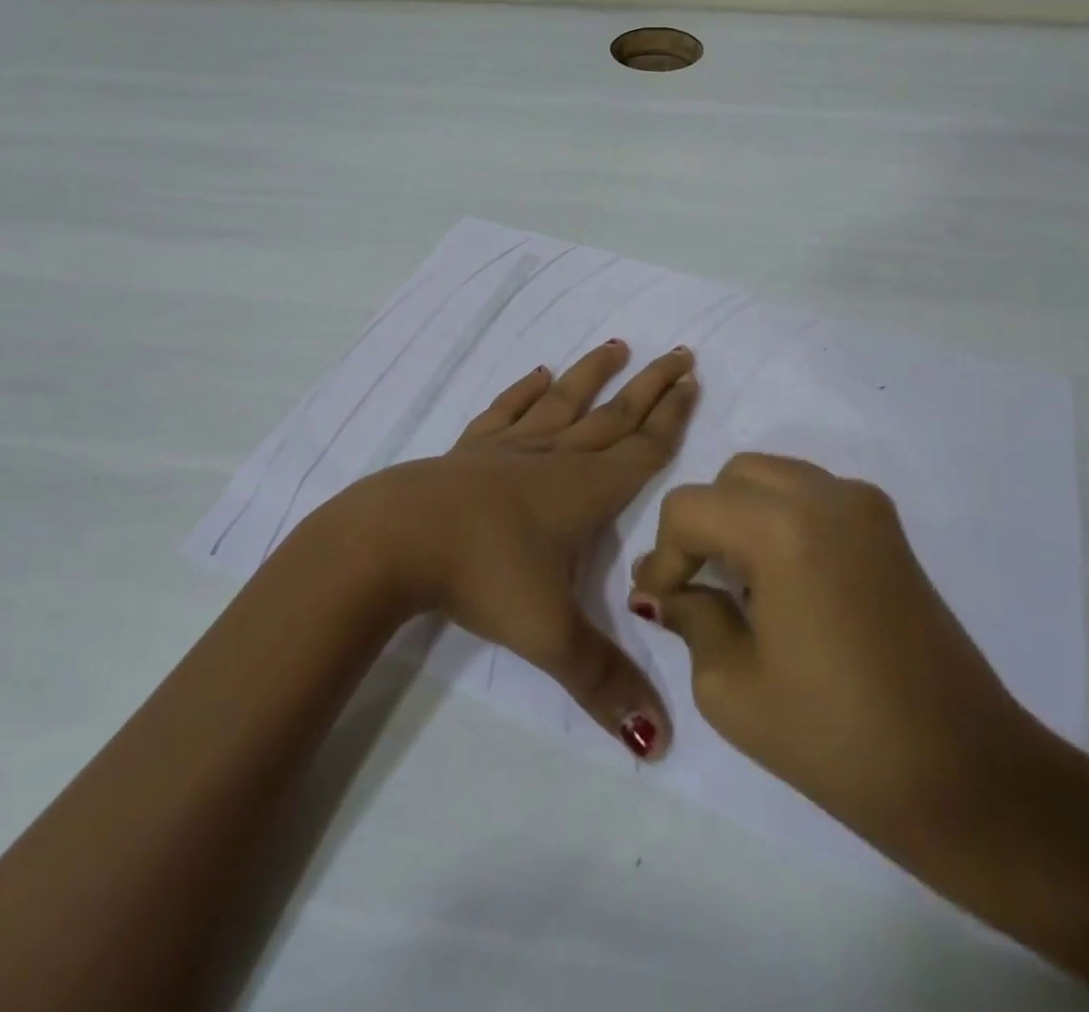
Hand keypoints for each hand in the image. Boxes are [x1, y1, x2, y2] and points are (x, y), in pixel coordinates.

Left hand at [357, 340, 698, 759]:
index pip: (643, 448)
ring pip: (564, 402)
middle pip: (614, 415)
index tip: (693, 381)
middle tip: (679, 353)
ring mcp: (510, 448)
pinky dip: (525, 391)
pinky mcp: (471, 450)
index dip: (672, 417)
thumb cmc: (481, 577)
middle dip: (650, 386)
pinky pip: (506, 411)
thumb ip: (604, 683)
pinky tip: (538, 374)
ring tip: (618, 346)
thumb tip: (661, 742)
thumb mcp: (548, 636)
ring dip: (593, 375)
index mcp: (585, 492)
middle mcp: (554, 458)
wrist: (396, 540)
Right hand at [628, 453, 1044, 862]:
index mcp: (783, 527)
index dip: (663, 553)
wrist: (966, 776)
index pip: (690, 507)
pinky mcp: (888, 527)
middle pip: (732, 478)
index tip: (657, 601)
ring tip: (736, 583)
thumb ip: (690, 618)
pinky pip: (812, 496)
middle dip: (702, 525)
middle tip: (693, 585)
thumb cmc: (837, 739)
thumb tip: (668, 593)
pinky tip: (780, 580)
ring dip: (740, 517)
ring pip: (773, 478)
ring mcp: (865, 505)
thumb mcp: (732, 687)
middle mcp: (825, 495)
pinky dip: (780, 519)